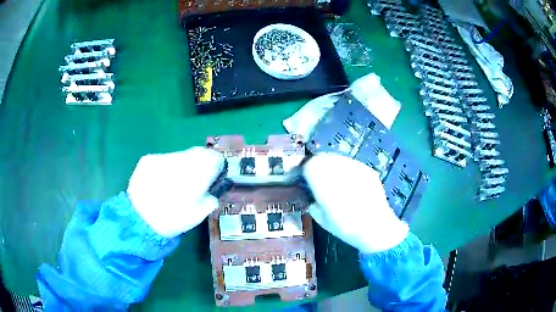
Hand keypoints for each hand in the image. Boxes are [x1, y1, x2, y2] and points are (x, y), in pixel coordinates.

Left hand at [127, 147, 224, 237]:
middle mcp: (180, 160)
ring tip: (174, 183)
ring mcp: (162, 158)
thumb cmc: (172, 220)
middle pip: (198, 152)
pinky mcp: (148, 159)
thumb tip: (211, 193)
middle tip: (195, 179)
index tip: (214, 175)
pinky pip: (164, 159)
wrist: (139, 220)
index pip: (214, 158)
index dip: (216, 165)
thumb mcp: (197, 216)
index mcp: (196, 174)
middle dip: (200, 163)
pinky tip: (160, 182)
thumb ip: (210, 200)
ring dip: (183, 165)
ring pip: (180, 155)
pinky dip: (167, 167)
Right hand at [303, 153, 408, 253]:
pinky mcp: (367, 169)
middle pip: (323, 157)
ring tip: (336, 182)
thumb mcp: (321, 218)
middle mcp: (337, 167)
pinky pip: (352, 165)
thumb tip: (313, 196)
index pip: (309, 164)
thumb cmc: (344, 226)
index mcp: (322, 178)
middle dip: (318, 166)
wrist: (375, 226)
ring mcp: (354, 166)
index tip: (305, 179)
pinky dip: (347, 171)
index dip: (305, 171)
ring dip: (333, 166)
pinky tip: (352, 185)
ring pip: (338, 158)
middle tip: (319, 179)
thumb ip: (313, 202)